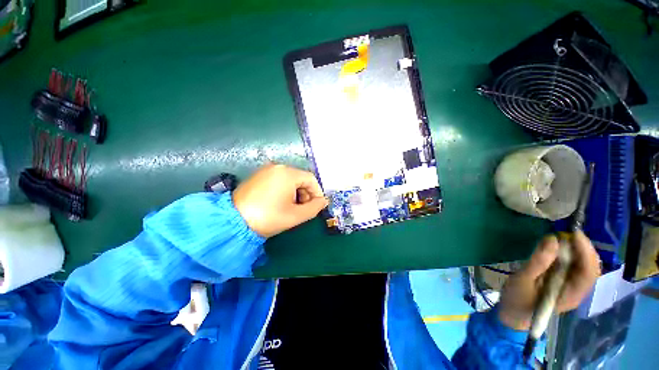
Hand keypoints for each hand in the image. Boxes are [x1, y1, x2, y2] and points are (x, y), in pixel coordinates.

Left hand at [232, 164, 328, 237]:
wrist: (232, 222)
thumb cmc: (268, 217)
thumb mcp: (295, 215)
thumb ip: (315, 208)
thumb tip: (323, 201)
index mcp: (287, 173)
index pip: (311, 179)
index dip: (317, 193)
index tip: (316, 206)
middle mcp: (277, 166)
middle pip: (300, 178)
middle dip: (305, 194)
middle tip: (302, 209)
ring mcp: (266, 170)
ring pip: (290, 180)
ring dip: (295, 193)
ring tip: (290, 208)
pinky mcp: (258, 175)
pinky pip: (279, 180)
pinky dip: (285, 190)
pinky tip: (279, 202)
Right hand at [498, 231, 600, 330]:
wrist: (512, 315)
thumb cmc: (517, 300)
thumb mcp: (523, 280)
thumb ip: (538, 262)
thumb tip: (553, 239)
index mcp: (571, 294)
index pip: (589, 271)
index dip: (586, 251)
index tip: (574, 233)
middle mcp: (576, 290)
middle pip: (590, 267)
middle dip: (582, 247)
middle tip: (566, 232)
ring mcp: (570, 286)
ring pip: (582, 265)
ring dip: (576, 249)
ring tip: (562, 237)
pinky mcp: (562, 281)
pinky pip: (572, 265)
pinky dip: (568, 253)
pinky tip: (557, 247)